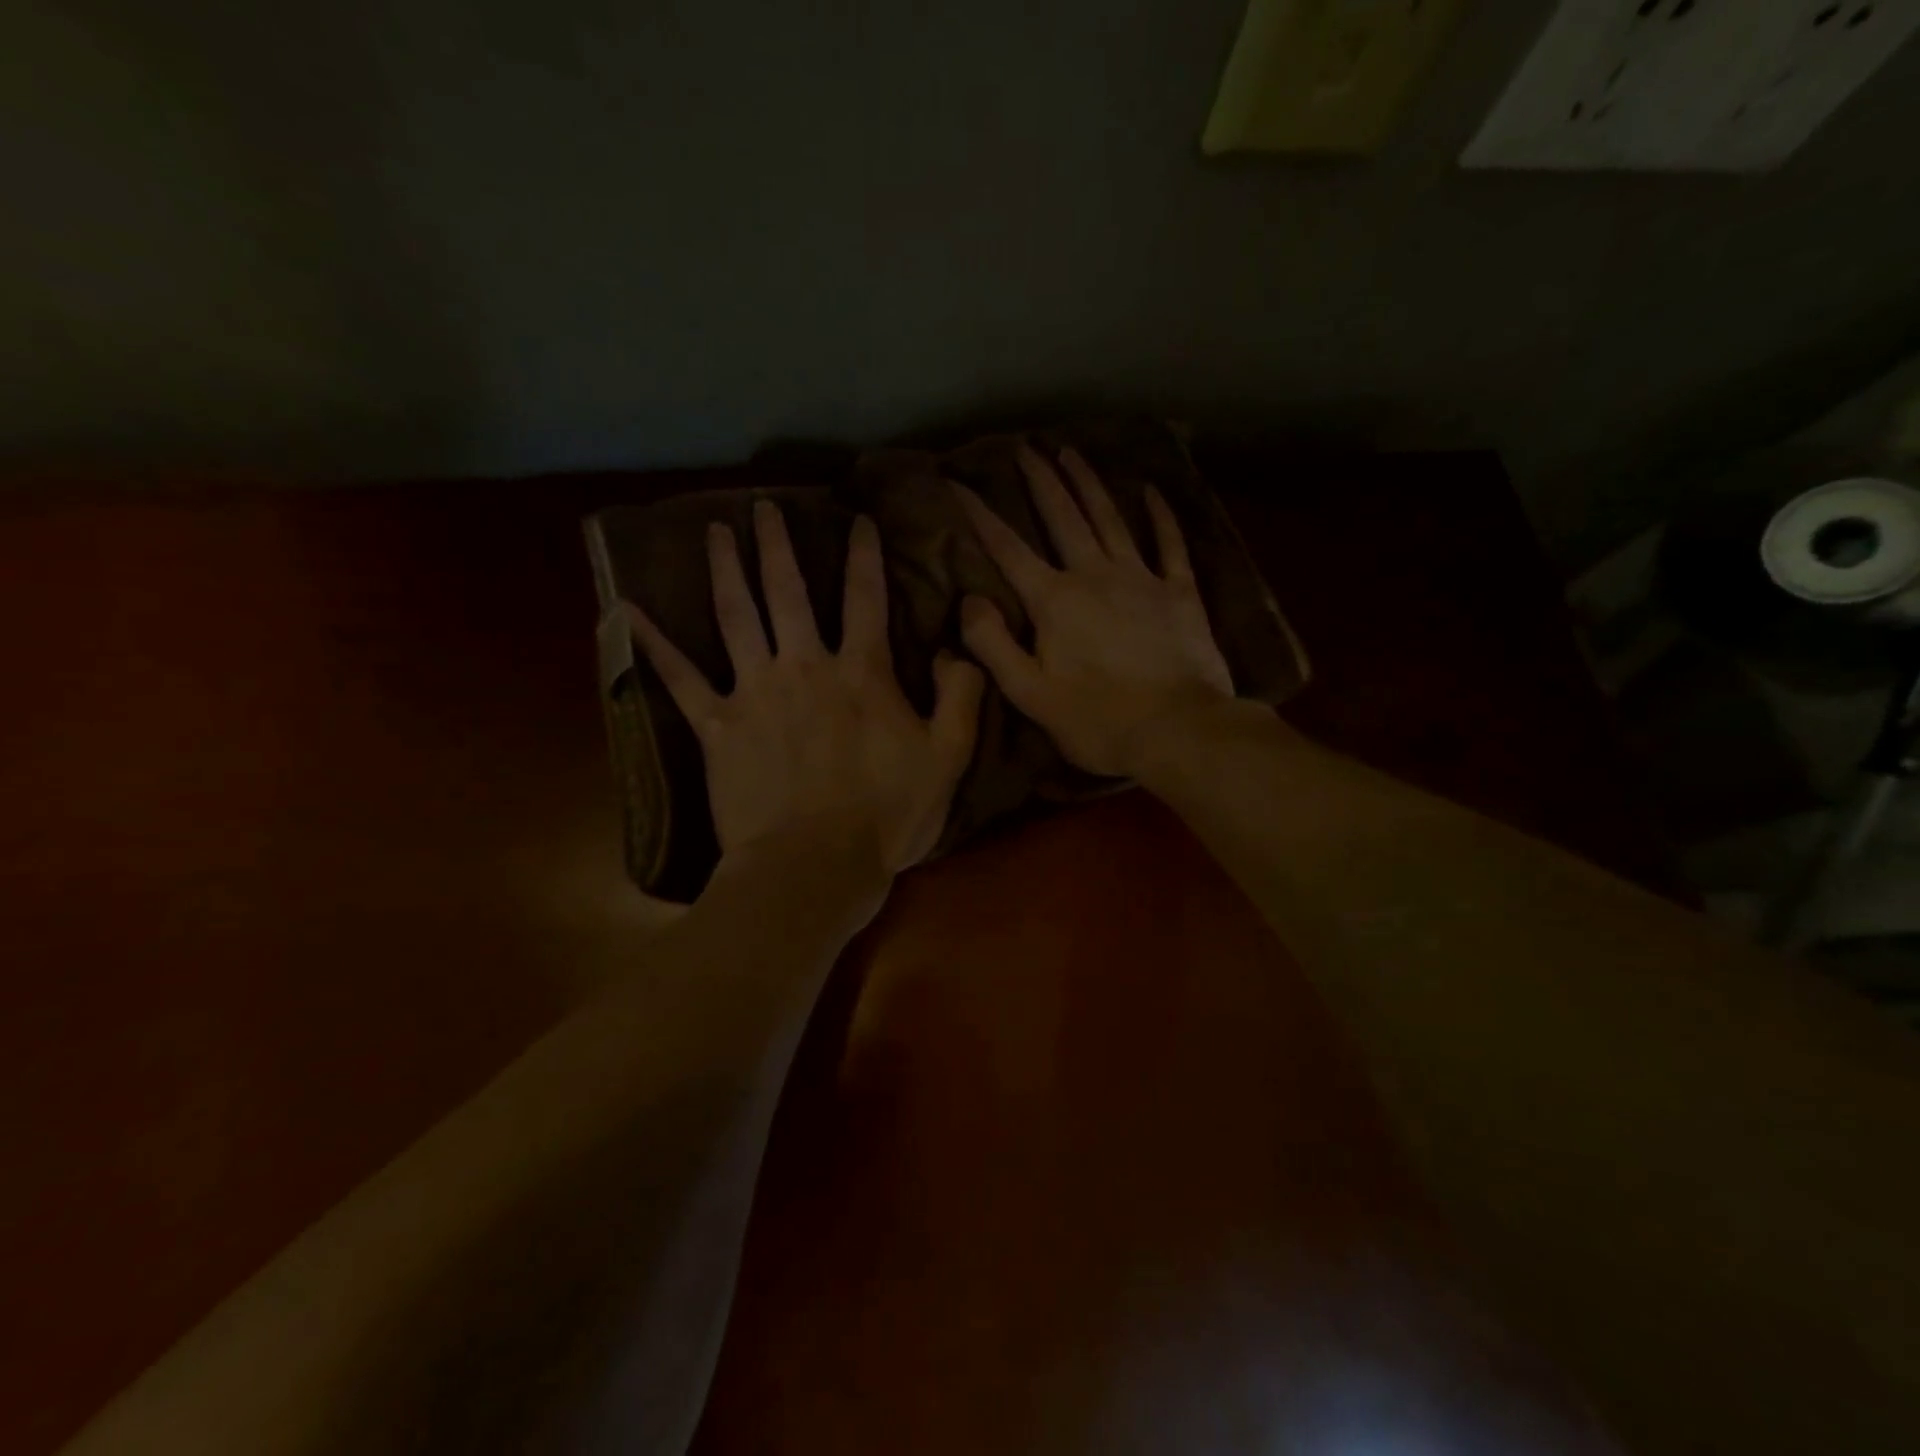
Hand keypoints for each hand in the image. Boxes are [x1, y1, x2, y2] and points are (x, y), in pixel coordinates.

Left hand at [625, 501, 983, 874]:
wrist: (814, 866)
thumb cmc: (887, 815)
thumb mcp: (947, 758)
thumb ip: (960, 696)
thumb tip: (957, 648)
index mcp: (861, 673)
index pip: (865, 598)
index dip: (864, 556)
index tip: (858, 520)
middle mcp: (803, 666)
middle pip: (788, 592)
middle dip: (778, 545)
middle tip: (764, 506)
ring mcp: (754, 693)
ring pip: (734, 617)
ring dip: (724, 570)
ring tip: (715, 532)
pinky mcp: (717, 727)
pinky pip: (679, 679)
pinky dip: (653, 645)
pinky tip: (628, 611)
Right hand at [955, 444, 1234, 778]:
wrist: (1178, 731)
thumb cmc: (1097, 721)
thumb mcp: (1030, 694)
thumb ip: (993, 645)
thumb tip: (969, 600)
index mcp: (1055, 601)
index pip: (1008, 549)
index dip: (980, 515)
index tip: (958, 482)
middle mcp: (1095, 576)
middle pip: (1063, 517)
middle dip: (1041, 481)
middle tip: (1025, 447)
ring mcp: (1141, 579)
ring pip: (1110, 519)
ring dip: (1089, 484)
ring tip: (1071, 452)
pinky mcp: (1180, 593)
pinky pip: (1169, 544)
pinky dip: (1160, 516)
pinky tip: (1151, 490)